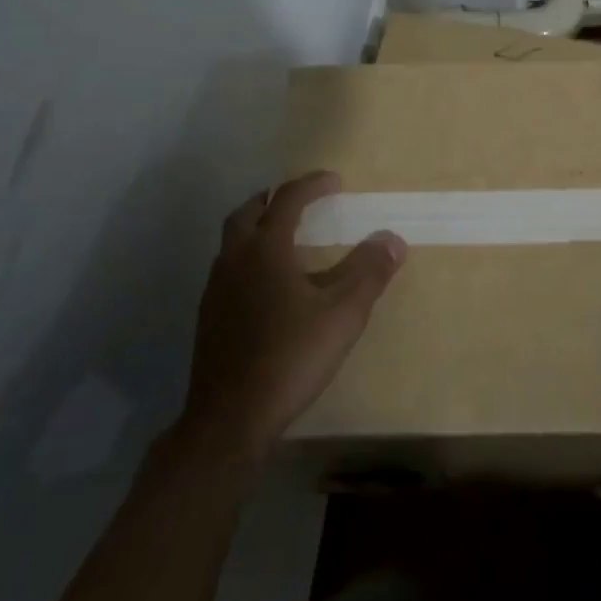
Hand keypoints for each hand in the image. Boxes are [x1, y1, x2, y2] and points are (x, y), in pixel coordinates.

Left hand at [180, 172, 405, 461]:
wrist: (229, 419)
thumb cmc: (290, 357)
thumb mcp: (342, 314)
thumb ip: (369, 272)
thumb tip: (392, 238)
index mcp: (266, 249)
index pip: (288, 200)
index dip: (312, 185)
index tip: (335, 181)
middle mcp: (235, 260)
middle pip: (248, 212)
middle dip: (275, 199)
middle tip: (301, 201)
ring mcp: (216, 289)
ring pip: (233, 241)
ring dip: (258, 228)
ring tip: (287, 240)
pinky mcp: (208, 318)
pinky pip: (229, 269)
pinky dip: (249, 259)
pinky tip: (268, 287)